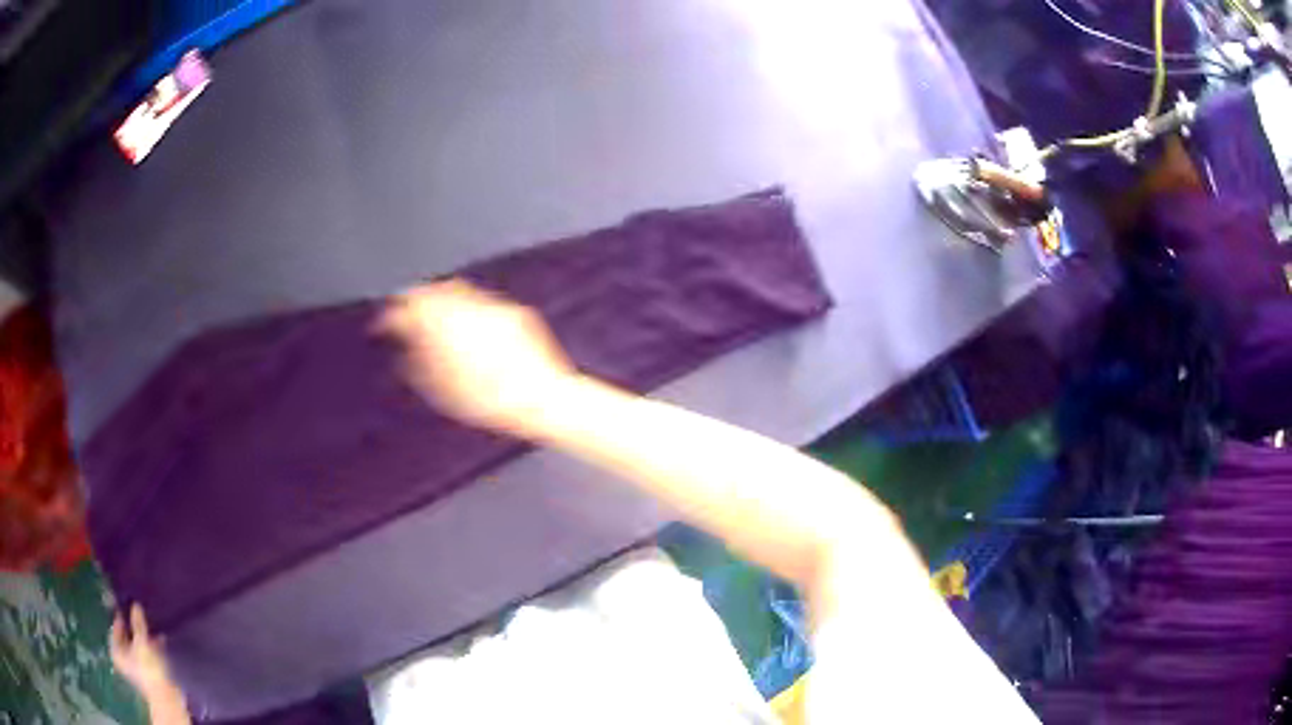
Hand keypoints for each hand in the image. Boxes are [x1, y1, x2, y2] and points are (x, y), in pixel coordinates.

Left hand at [109, 604, 176, 699]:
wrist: (167, 697)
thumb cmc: (148, 669)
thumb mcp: (142, 643)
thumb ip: (138, 624)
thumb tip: (135, 605)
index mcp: (117, 652)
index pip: (115, 629)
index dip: (120, 618)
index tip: (127, 606)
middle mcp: (124, 659)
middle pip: (127, 638)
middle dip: (134, 628)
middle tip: (139, 614)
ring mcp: (137, 667)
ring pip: (138, 646)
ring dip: (145, 637)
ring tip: (152, 626)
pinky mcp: (149, 673)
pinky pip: (148, 654)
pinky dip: (153, 647)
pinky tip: (161, 639)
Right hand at [380, 279, 577, 436]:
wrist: (543, 398)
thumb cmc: (488, 402)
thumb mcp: (441, 392)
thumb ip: (416, 365)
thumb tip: (403, 350)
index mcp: (443, 324)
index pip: (406, 308)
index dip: (389, 315)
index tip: (381, 325)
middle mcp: (467, 306)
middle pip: (431, 291)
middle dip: (413, 300)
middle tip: (402, 313)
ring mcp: (493, 305)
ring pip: (457, 290)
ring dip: (439, 298)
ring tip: (429, 315)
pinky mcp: (515, 311)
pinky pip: (481, 300)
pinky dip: (466, 306)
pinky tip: (464, 322)